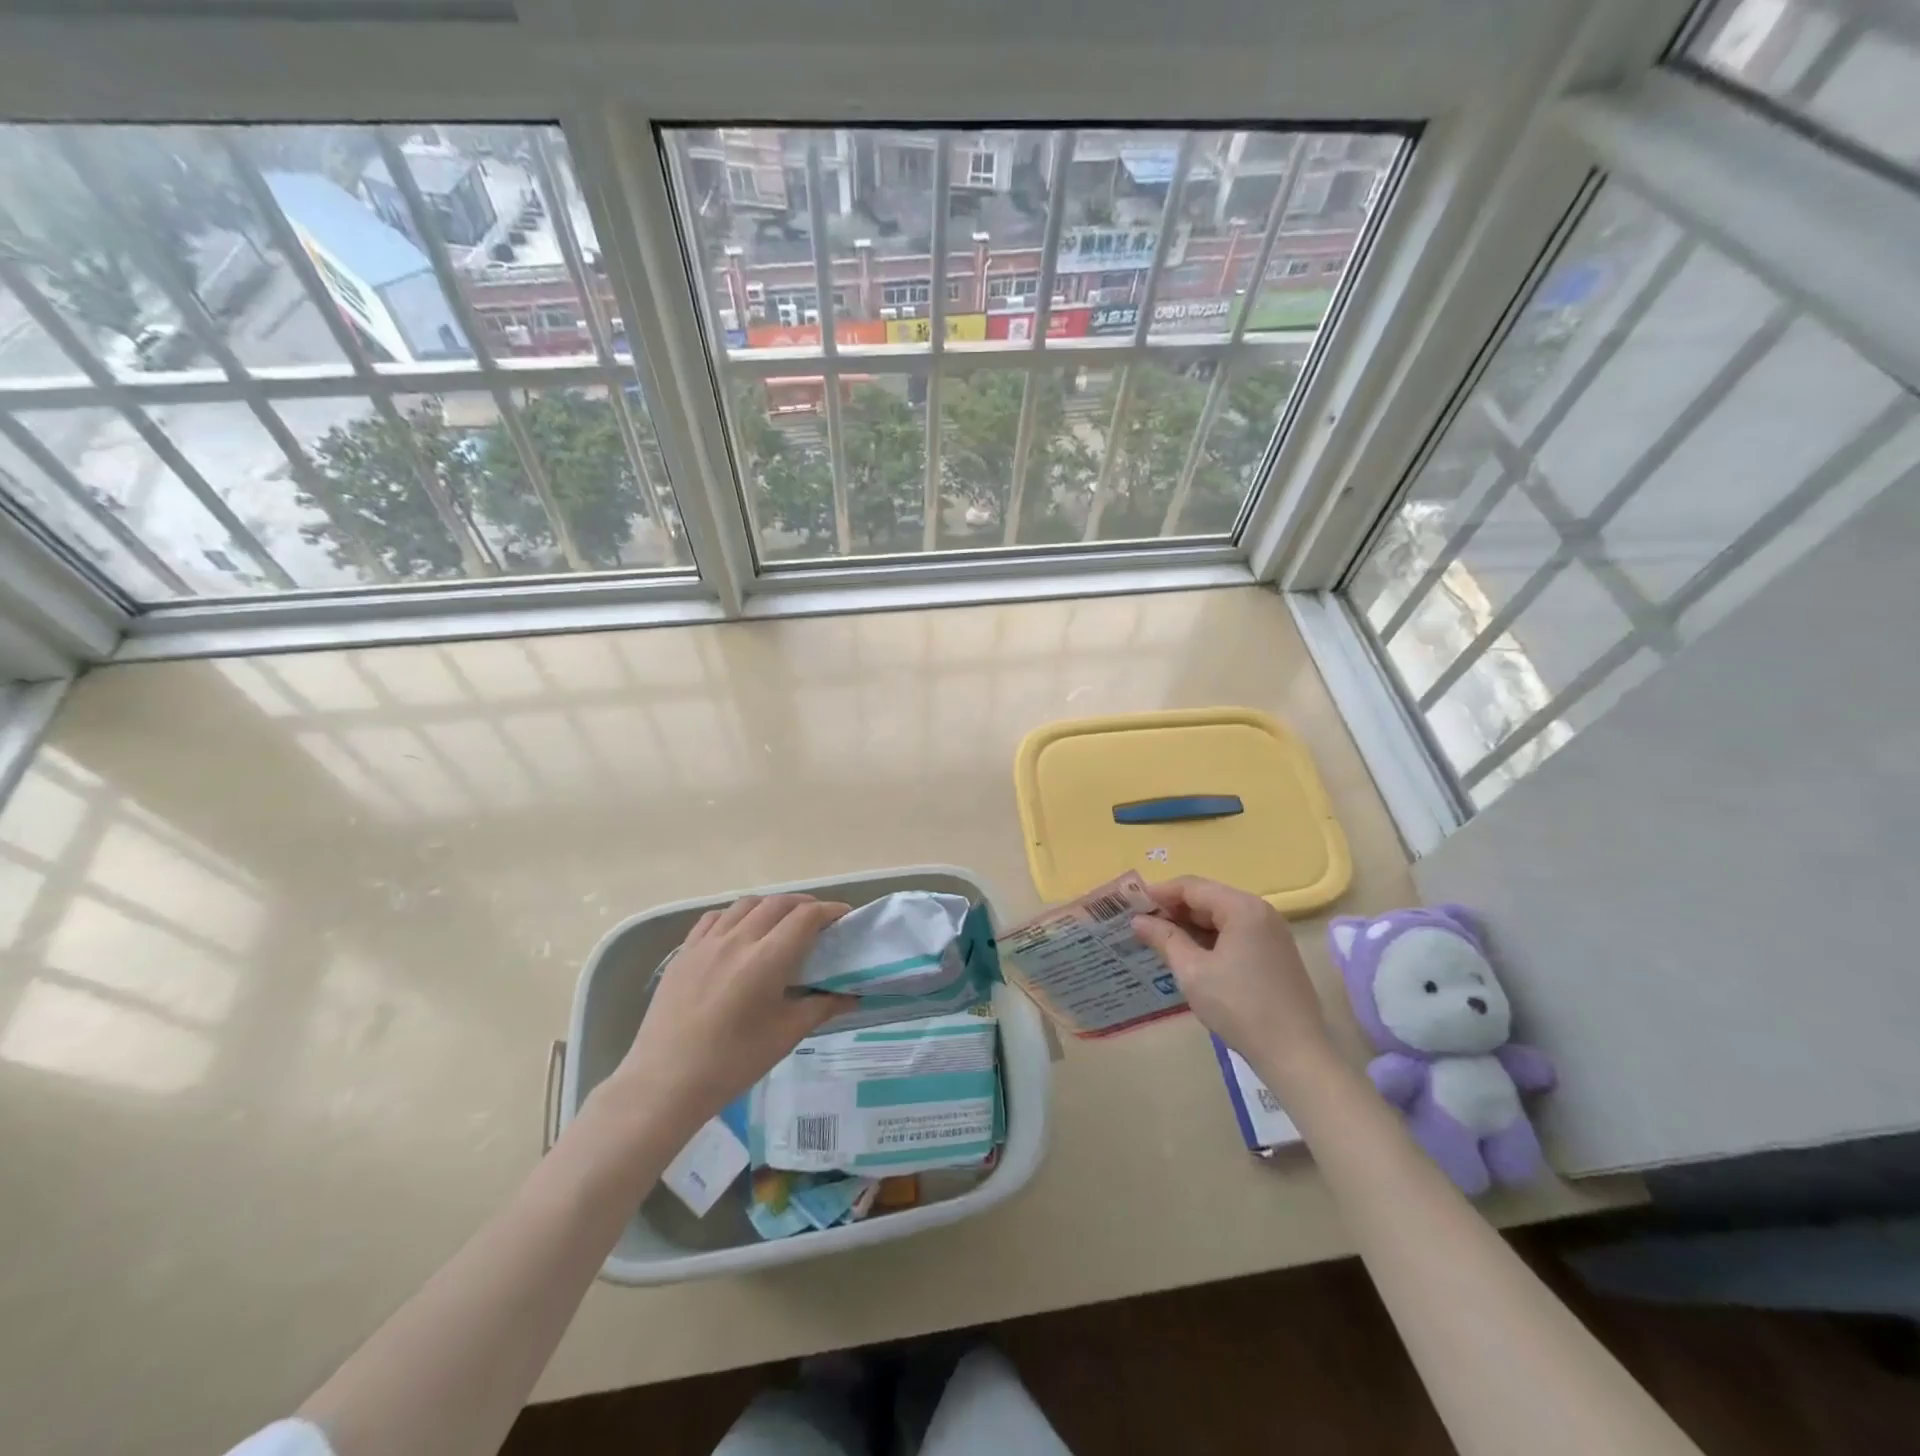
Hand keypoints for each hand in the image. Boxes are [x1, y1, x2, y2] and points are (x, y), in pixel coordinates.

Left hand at [602, 894, 853, 1137]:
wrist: (664, 1084)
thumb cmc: (732, 1063)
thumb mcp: (785, 1036)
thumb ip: (821, 1007)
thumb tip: (852, 996)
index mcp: (766, 960)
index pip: (806, 917)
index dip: (830, 910)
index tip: (845, 917)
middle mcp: (737, 940)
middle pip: (778, 903)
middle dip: (804, 905)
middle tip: (819, 921)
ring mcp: (706, 943)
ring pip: (746, 904)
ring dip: (771, 906)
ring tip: (781, 923)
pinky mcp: (683, 952)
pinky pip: (715, 917)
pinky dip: (736, 915)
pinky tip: (740, 932)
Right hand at [1131, 876, 1337, 1091]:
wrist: (1295, 1055)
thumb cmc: (1238, 1007)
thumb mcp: (1192, 971)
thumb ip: (1164, 938)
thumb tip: (1138, 920)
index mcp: (1242, 908)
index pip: (1192, 887)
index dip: (1159, 893)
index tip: (1131, 906)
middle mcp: (1261, 911)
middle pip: (1209, 898)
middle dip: (1174, 910)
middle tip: (1142, 925)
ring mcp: (1272, 933)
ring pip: (1222, 917)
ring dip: (1191, 925)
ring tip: (1161, 941)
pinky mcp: (1276, 954)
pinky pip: (1236, 934)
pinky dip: (1211, 939)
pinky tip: (1192, 956)